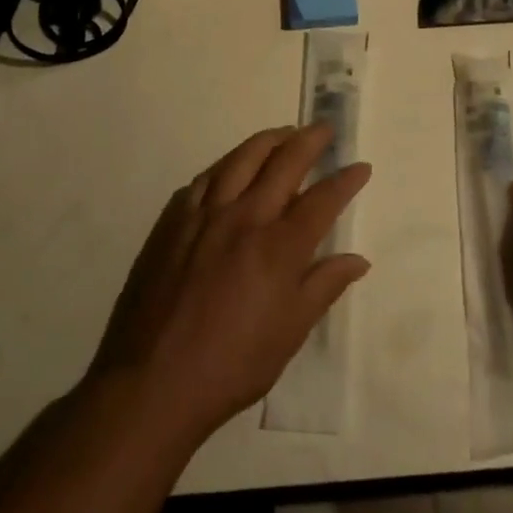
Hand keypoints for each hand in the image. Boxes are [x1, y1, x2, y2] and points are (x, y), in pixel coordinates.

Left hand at [90, 124, 370, 443]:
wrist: (152, 383)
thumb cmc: (231, 365)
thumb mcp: (289, 333)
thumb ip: (324, 287)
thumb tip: (358, 259)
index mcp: (279, 247)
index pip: (322, 200)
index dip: (346, 180)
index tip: (361, 166)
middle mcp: (245, 218)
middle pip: (284, 163)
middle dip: (310, 140)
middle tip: (324, 128)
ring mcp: (206, 215)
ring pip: (242, 158)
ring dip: (269, 140)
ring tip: (284, 133)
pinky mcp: (173, 221)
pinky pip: (205, 178)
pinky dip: (226, 164)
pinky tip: (231, 165)